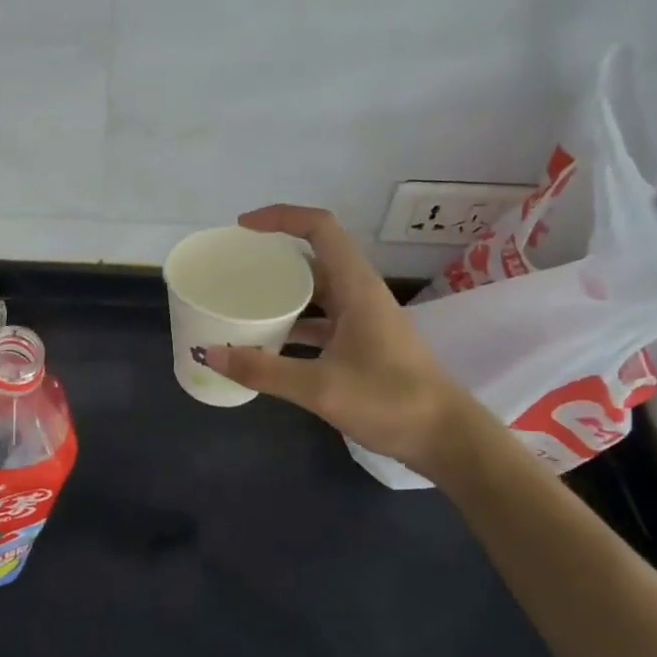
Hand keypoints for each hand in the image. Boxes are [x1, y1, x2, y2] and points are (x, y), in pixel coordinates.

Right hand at [204, 205, 471, 475]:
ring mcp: (364, 320)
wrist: (446, 438)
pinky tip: (268, 343)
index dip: (280, 217)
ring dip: (283, 292)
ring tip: (243, 301)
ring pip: (317, 291)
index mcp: (356, 287)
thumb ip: (263, 370)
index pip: (320, 228)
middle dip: (275, 256)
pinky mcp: (363, 344)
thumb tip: (210, 354)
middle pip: (314, 257)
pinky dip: (294, 324)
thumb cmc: (390, 402)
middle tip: (235, 267)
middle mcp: (360, 294)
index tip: (243, 228)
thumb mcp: (320, 388)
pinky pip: (321, 320)